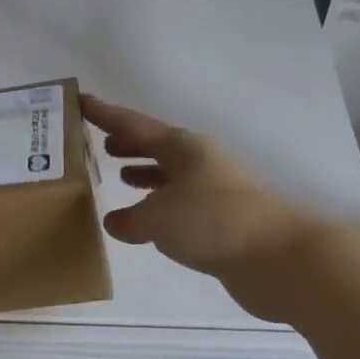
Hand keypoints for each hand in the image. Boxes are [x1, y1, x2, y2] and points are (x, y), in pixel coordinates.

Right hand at [83, 94, 325, 316]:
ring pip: (169, 173)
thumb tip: (115, 221)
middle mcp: (197, 161)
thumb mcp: (157, 219)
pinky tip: (147, 219)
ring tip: (119, 175)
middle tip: (98, 142)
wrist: (279, 258)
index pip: (132, 124)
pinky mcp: (222, 218)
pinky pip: (179, 201)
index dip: (104, 114)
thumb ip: (129, 219)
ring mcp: (213, 188)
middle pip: (155, 144)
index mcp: (181, 147)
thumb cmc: (212, 223)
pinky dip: (158, 203)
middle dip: (127, 142)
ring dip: (144, 171)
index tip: (80, 100)